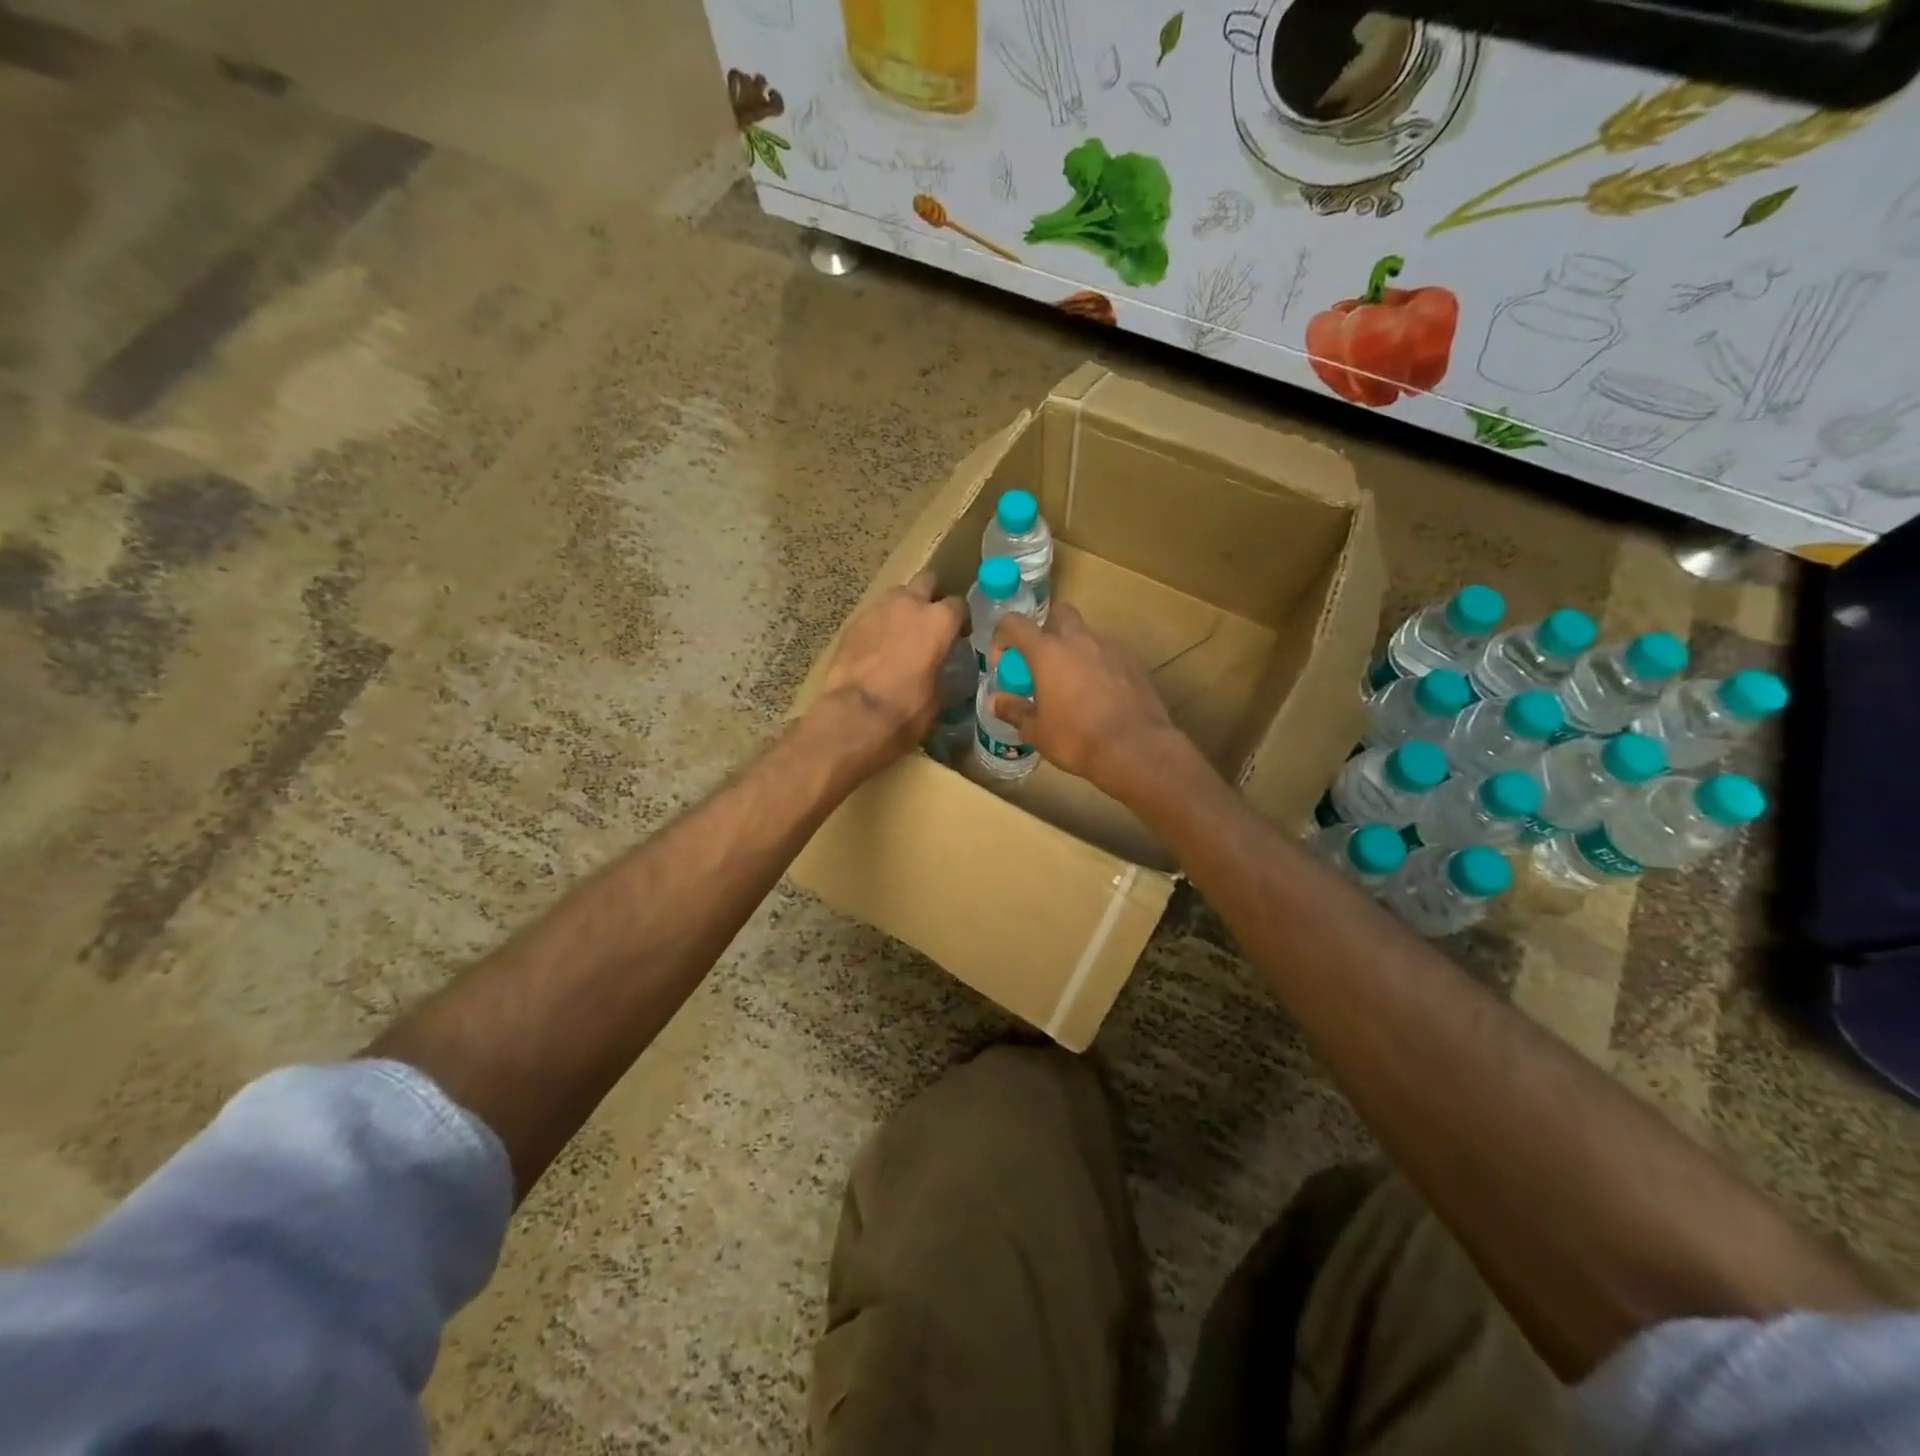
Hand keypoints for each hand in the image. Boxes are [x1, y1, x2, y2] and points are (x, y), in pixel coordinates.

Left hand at [811, 569, 966, 773]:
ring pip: (896, 594)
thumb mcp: (938, 694)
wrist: (856, 715)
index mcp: (939, 621)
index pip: (958, 605)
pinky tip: (877, 648)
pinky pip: (872, 615)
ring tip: (901, 633)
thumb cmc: (907, 709)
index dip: (960, 619)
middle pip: (926, 581)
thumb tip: (935, 667)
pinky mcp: (852, 623)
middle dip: (930, 595)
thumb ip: (940, 668)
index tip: (959, 634)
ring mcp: (877, 610)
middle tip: (929, 620)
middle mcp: (909, 605)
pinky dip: (879, 626)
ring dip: (902, 608)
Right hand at [991, 606, 1181, 794]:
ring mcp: (1111, 648)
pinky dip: (1099, 666)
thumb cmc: (1077, 739)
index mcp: (1048, 652)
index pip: (1014, 623)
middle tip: (1041, 662)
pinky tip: (1100, 696)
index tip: (1003, 664)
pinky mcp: (1134, 663)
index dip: (1002, 637)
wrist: (1136, 749)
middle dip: (1045, 629)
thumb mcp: (1037, 731)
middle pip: (1058, 613)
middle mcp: (1079, 640)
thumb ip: (1014, 711)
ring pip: (1087, 635)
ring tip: (1072, 684)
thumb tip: (994, 702)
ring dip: (1074, 651)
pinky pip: (1110, 655)